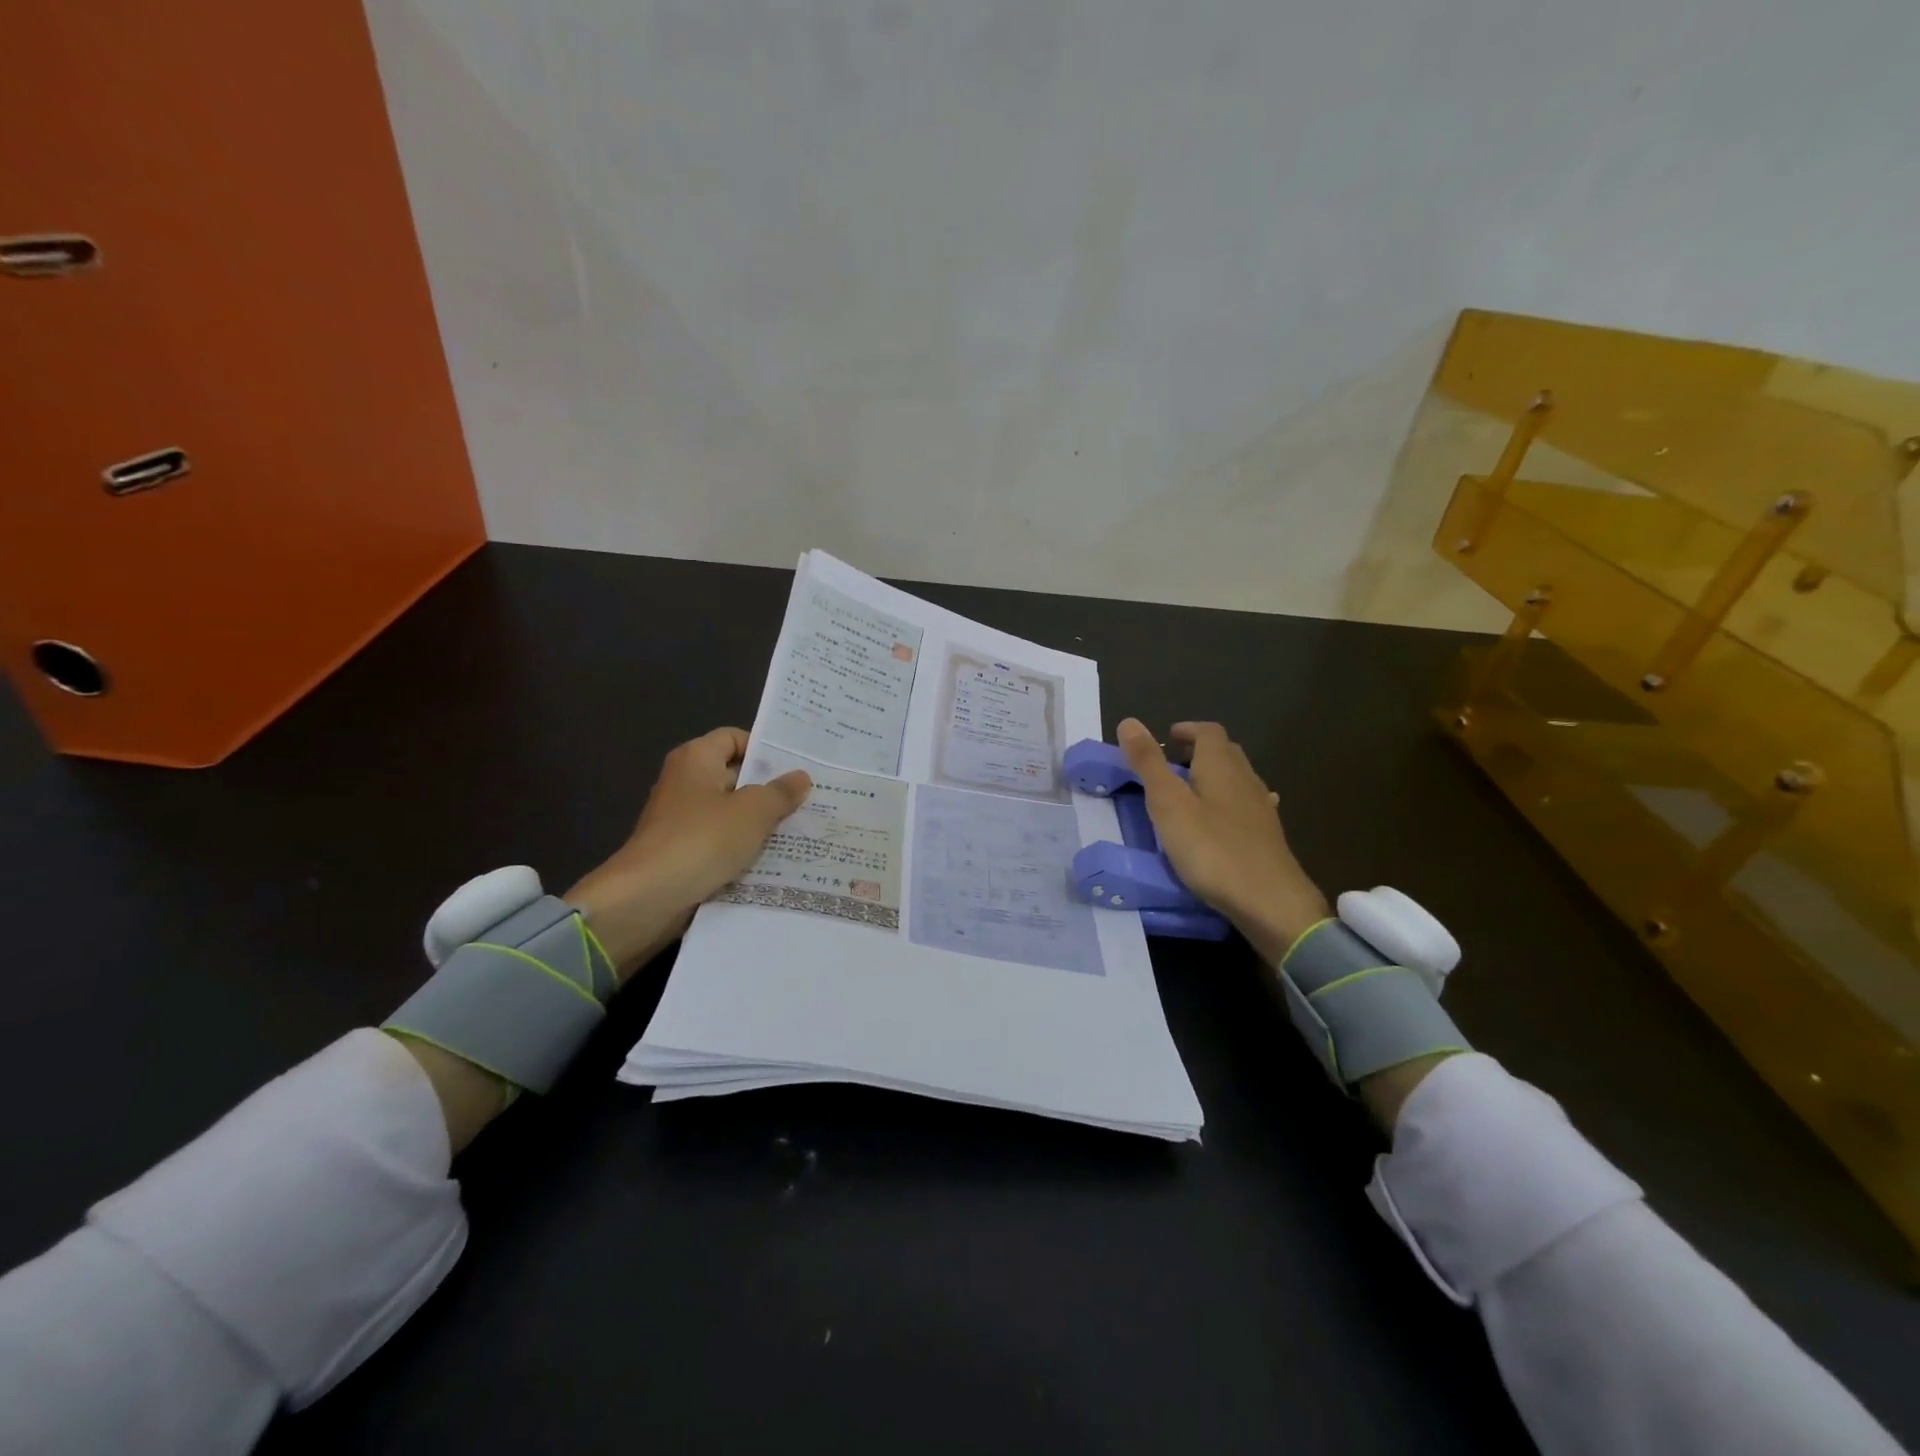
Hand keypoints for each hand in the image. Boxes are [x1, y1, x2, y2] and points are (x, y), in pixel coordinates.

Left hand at [566, 727, 810, 977]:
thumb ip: (780, 792)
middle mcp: (686, 783)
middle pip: (735, 776)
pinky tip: (776, 860)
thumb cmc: (702, 840)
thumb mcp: (753, 812)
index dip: (764, 748)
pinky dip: (744, 850)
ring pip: (731, 814)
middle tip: (811, 798)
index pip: (733, 738)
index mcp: (696, 759)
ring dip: (761, 823)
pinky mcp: (683, 853)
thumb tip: (800, 777)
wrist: (648, 898)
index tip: (797, 765)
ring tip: (803, 830)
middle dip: (770, 789)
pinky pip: (721, 843)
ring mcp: (682, 820)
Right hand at [1117, 718, 1329, 965]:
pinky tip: (1223, 821)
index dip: (1187, 730)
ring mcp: (1261, 809)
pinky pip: (1246, 807)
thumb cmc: (1212, 849)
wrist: (1269, 901)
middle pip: (1225, 752)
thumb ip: (1148, 763)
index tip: (1166, 739)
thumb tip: (1128, 721)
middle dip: (1198, 751)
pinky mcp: (1267, 836)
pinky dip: (1229, 804)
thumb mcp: (1168, 804)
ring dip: (1213, 777)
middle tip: (1171, 765)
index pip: (1208, 732)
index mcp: (1221, 766)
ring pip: (1237, 779)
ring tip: (1189, 793)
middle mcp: (1246, 779)